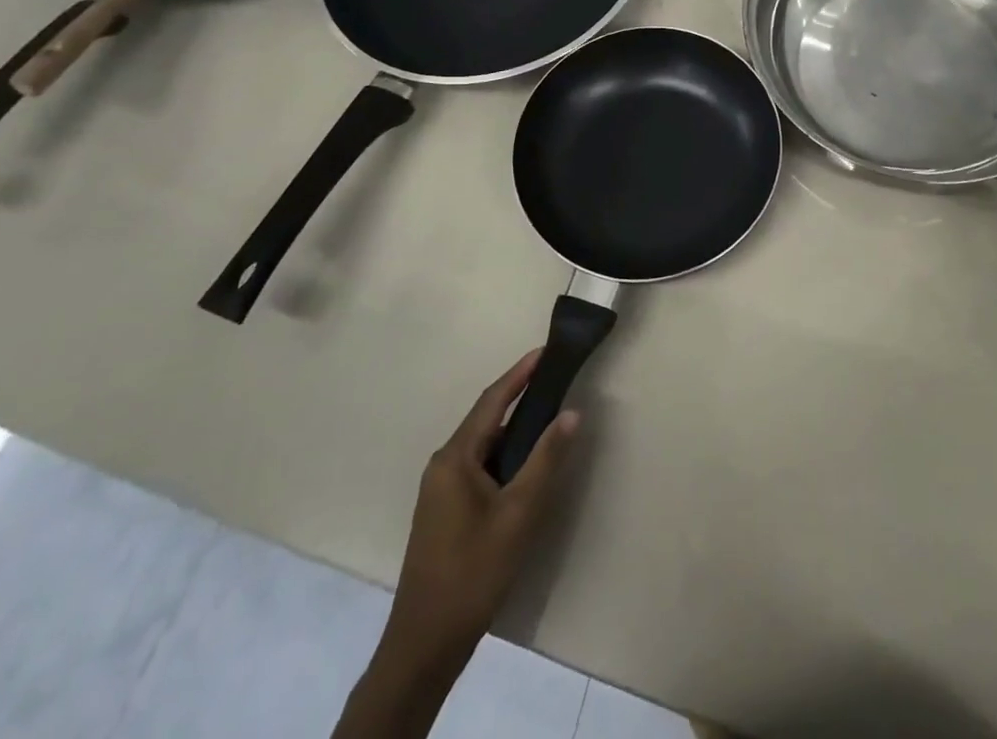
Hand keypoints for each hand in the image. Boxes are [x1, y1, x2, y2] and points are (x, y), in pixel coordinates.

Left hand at [379, 350, 581, 674]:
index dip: (520, 373)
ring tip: (548, 415)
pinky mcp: (445, 511)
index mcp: (455, 457)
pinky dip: (504, 455)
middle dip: (520, 396)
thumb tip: (572, 412)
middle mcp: (443, 464)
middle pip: (487, 419)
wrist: (425, 645)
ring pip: (484, 445)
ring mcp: (441, 489)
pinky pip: (479, 466)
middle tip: (555, 380)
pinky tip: (524, 464)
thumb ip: (546, 459)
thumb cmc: (473, 572)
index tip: (545, 350)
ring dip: (514, 429)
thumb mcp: (519, 513)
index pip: (492, 400)